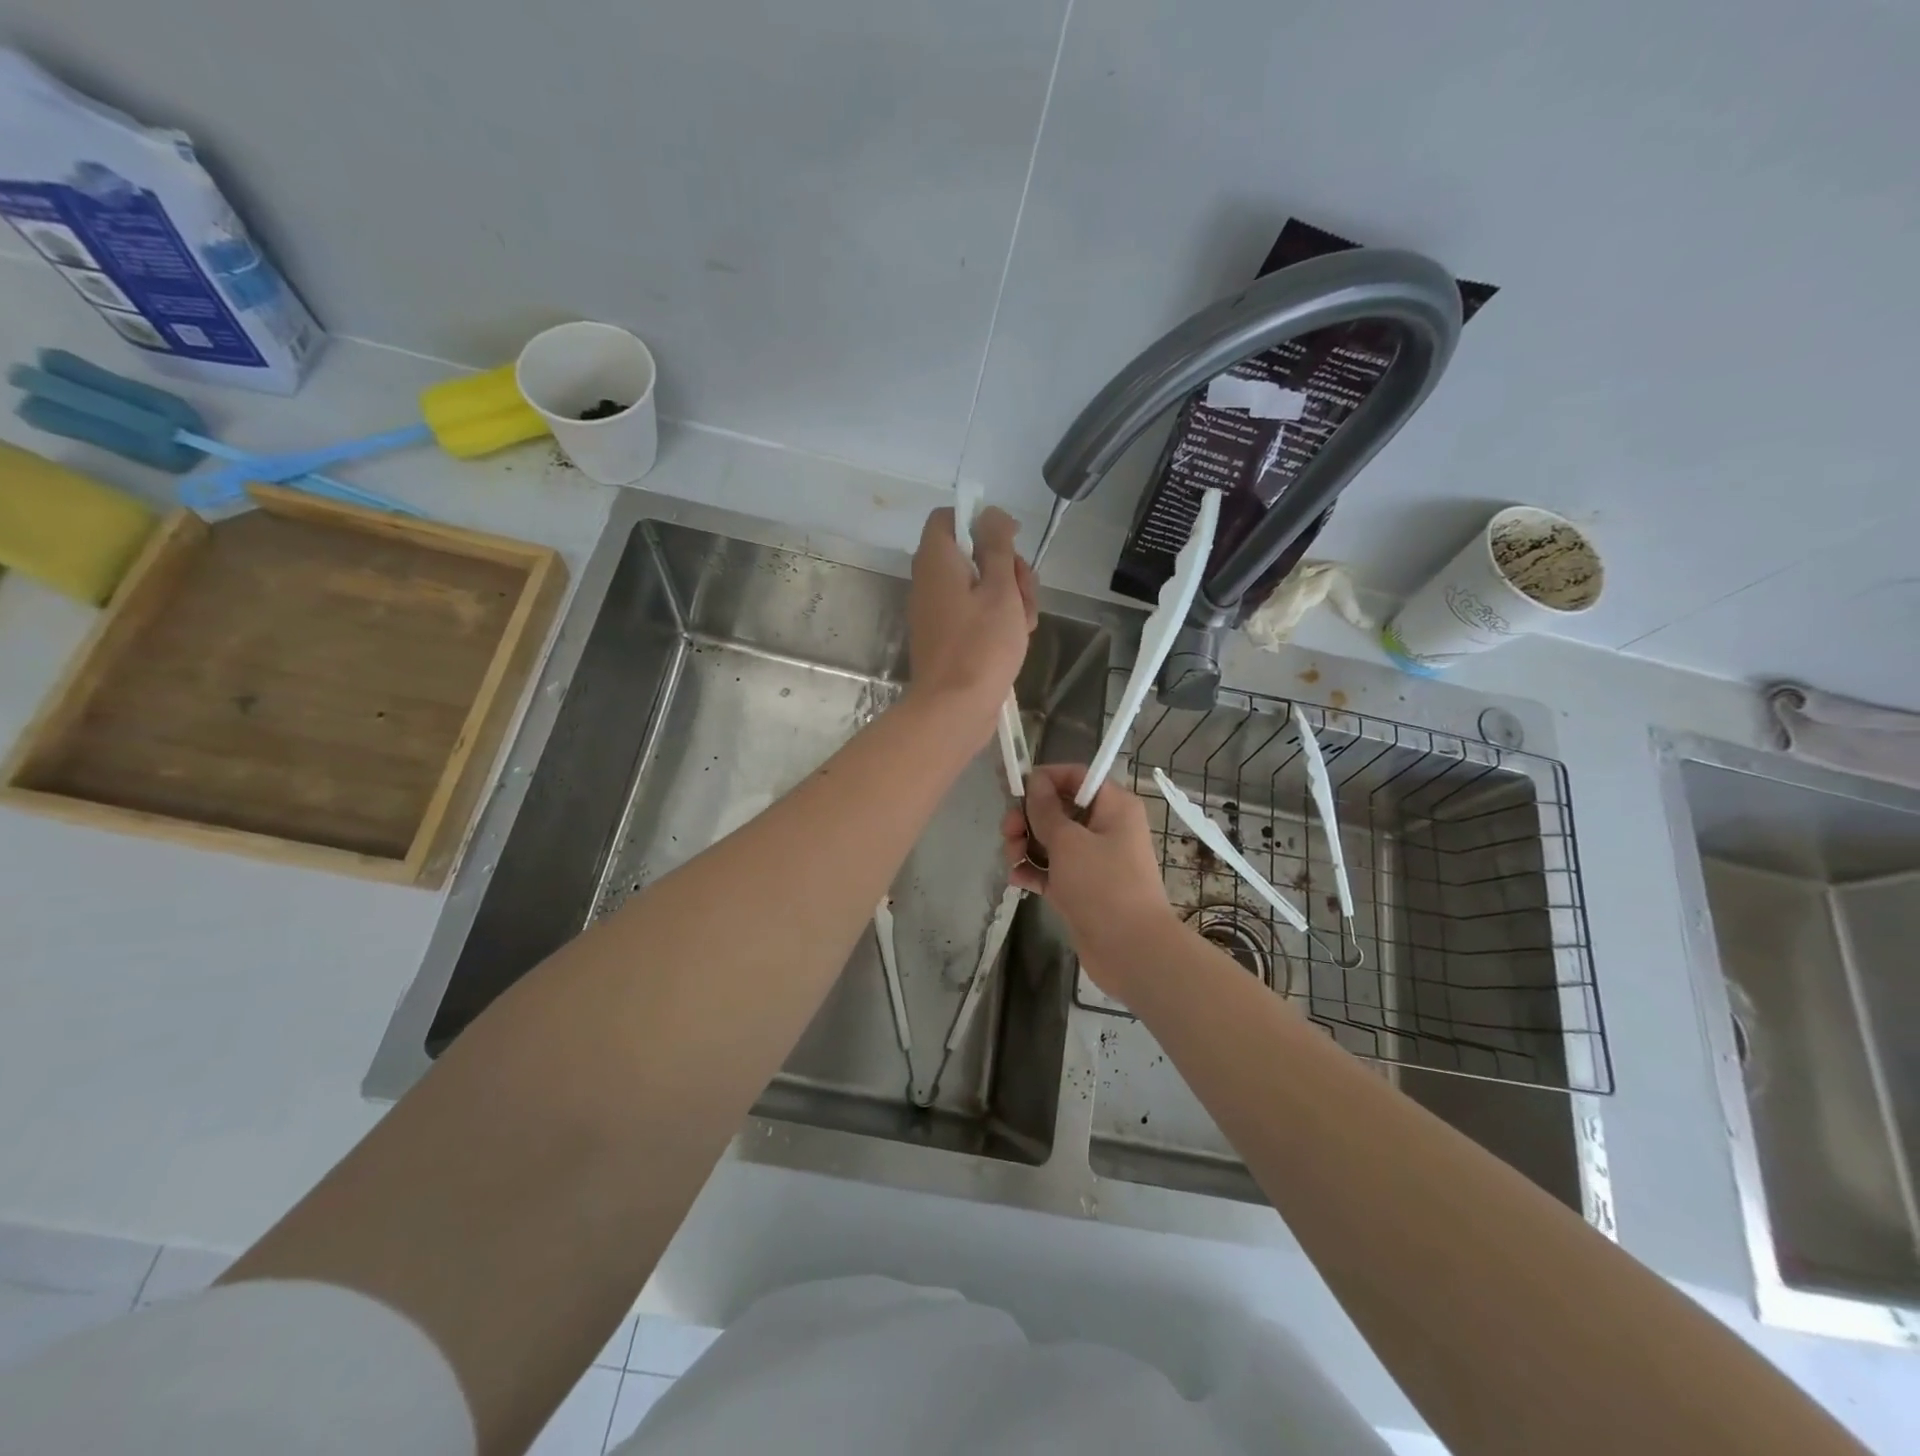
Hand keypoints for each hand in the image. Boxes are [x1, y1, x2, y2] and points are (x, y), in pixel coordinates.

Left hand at [907, 505, 1036, 730]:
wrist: (954, 709)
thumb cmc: (981, 645)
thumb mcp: (1000, 589)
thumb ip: (997, 546)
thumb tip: (990, 513)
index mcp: (936, 561)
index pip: (948, 517)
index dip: (981, 521)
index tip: (1012, 539)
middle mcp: (930, 581)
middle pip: (971, 554)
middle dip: (1007, 566)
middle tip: (1025, 591)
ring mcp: (937, 611)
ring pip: (979, 586)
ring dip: (1009, 596)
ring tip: (1025, 623)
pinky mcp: (947, 636)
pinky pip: (973, 613)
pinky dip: (996, 619)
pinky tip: (1018, 638)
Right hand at [1002, 764, 1176, 992]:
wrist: (1130, 950)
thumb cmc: (1103, 885)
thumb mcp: (1068, 841)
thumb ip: (1045, 809)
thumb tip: (1034, 780)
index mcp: (1113, 806)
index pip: (1076, 776)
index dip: (1045, 779)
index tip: (1016, 790)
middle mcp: (1104, 827)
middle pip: (1057, 809)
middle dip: (1028, 818)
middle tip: (1008, 833)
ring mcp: (1092, 860)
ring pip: (1050, 840)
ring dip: (1025, 846)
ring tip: (1012, 861)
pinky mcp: (1080, 888)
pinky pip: (1050, 869)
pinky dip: (1033, 871)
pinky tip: (1017, 879)